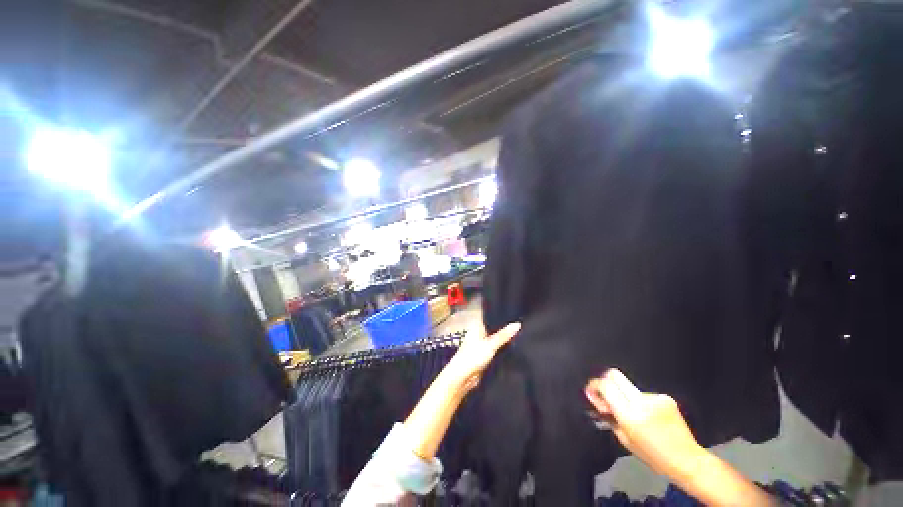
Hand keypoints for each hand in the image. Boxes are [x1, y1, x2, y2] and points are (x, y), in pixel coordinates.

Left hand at [444, 322, 520, 390]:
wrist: (463, 378)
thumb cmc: (473, 356)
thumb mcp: (490, 344)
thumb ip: (504, 335)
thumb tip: (518, 323)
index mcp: (477, 326)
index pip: (491, 317)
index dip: (501, 316)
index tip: (516, 312)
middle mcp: (479, 334)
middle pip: (495, 329)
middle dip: (506, 329)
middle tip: (523, 324)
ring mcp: (482, 346)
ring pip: (497, 340)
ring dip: (506, 340)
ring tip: (523, 334)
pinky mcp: (485, 357)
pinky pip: (497, 351)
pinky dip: (504, 350)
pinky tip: (516, 348)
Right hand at [585, 369, 705, 482]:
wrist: (688, 460)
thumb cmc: (654, 457)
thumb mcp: (625, 440)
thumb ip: (610, 418)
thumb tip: (600, 403)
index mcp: (629, 415)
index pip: (605, 386)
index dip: (594, 385)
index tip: (591, 392)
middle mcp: (641, 401)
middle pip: (615, 375)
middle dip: (606, 382)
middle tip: (605, 394)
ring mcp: (655, 397)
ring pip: (630, 388)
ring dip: (626, 397)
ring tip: (635, 415)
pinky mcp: (666, 398)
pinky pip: (645, 395)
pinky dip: (642, 403)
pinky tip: (650, 417)